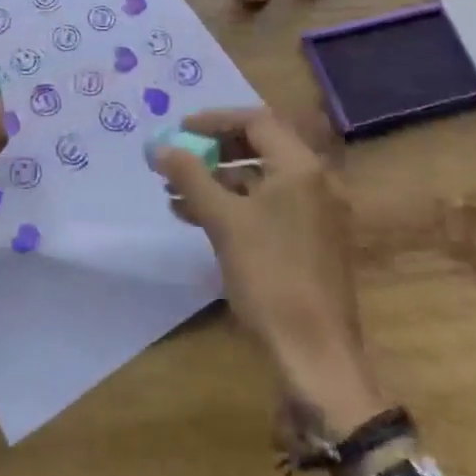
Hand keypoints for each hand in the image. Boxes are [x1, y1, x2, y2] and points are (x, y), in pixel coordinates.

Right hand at [149, 107, 389, 435]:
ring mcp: (316, 212)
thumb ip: (190, 177)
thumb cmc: (270, 277)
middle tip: (180, 157)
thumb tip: (159, 147)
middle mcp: (315, 181)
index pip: (256, 121)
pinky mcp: (311, 240)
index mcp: (301, 168)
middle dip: (215, 150)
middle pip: (260, 146)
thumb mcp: (223, 222)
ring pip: (261, 179)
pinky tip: (197, 218)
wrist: (315, 354)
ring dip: (219, 180)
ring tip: (175, 193)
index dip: (214, 120)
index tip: (180, 130)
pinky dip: (235, 204)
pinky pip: (269, 205)